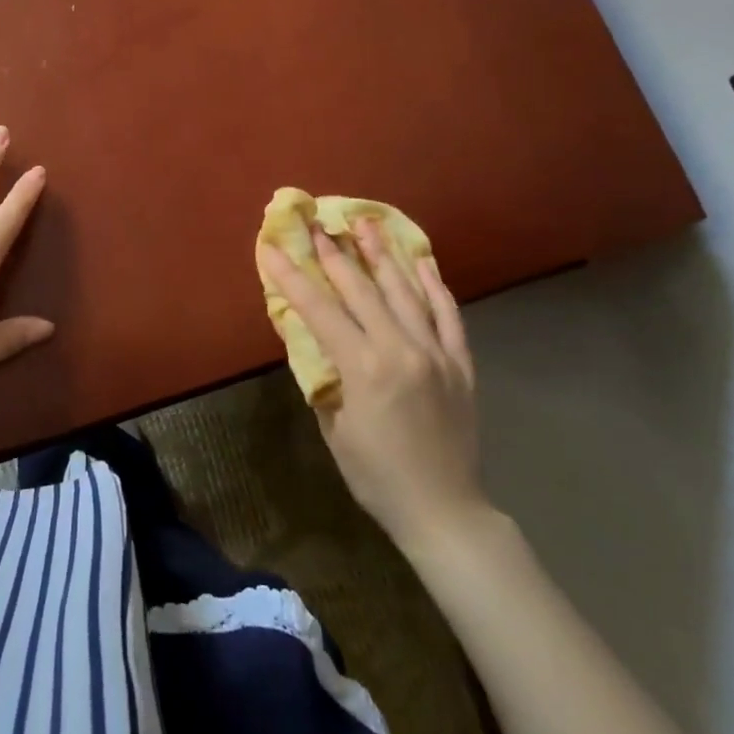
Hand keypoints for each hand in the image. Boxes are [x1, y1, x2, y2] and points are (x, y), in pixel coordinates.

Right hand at [258, 220, 487, 547]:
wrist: (445, 511)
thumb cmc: (378, 477)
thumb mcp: (336, 429)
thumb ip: (324, 379)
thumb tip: (314, 342)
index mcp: (364, 368)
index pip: (320, 310)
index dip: (292, 277)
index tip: (272, 247)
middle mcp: (401, 349)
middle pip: (362, 289)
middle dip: (334, 253)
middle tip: (318, 223)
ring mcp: (435, 352)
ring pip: (405, 291)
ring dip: (382, 254)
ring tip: (365, 222)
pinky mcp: (460, 362)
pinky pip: (448, 314)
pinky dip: (434, 285)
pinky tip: (421, 261)